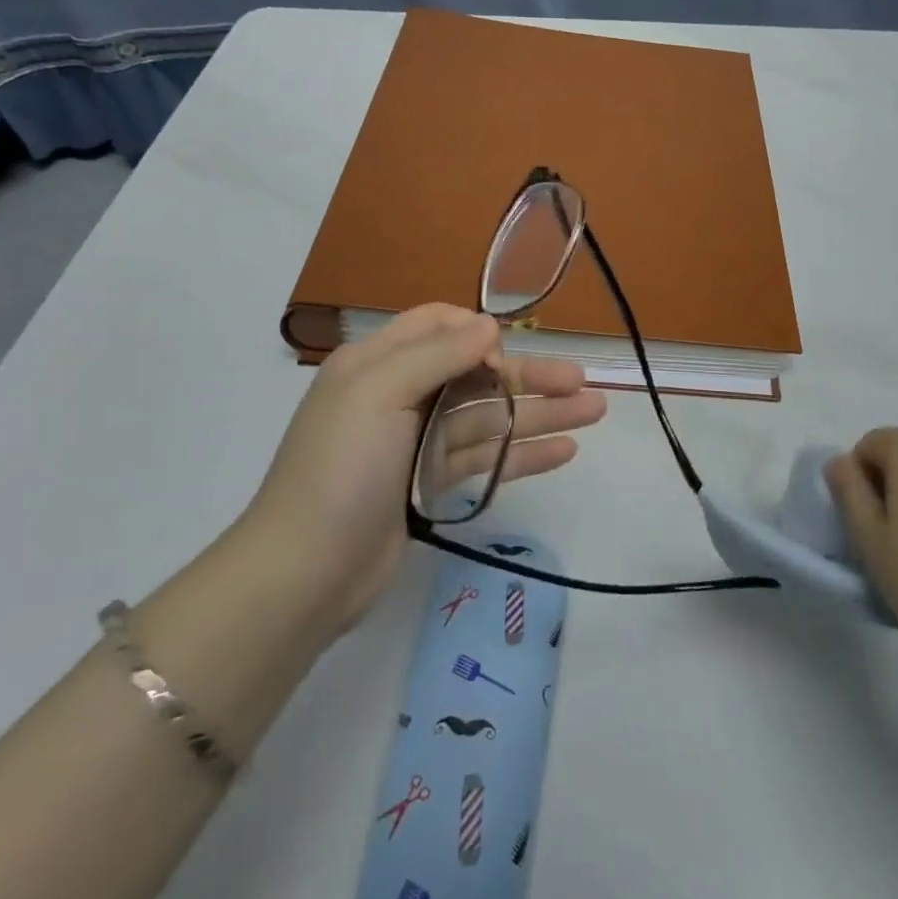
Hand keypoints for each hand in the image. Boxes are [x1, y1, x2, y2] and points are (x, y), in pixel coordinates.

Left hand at [244, 305, 606, 637]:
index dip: (477, 334)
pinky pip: (485, 459)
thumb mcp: (379, 393)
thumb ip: (437, 355)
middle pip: (476, 375)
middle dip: (529, 376)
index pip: (437, 326)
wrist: (304, 573)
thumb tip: (490, 325)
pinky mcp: (430, 484)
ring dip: (539, 414)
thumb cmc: (340, 469)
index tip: (505, 358)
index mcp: (378, 363)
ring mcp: (417, 442)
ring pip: (488, 418)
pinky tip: (564, 451)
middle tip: (583, 384)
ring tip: (593, 413)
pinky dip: (523, 454)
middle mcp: (400, 395)